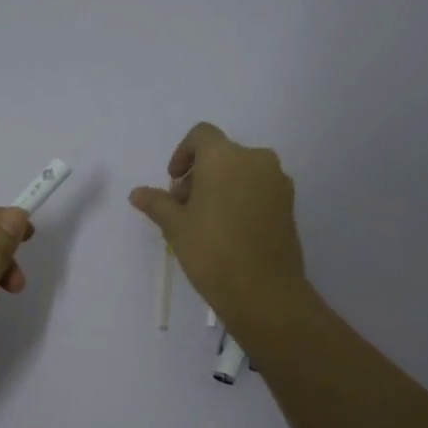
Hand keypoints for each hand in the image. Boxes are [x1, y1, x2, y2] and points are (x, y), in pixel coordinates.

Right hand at [129, 121, 306, 329]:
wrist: (264, 291)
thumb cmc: (212, 251)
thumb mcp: (176, 227)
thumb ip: (157, 203)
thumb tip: (137, 193)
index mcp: (225, 157)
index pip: (201, 135)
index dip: (183, 153)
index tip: (173, 182)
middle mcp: (256, 160)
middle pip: (222, 154)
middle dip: (199, 175)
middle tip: (183, 208)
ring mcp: (277, 182)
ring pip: (242, 172)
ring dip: (221, 187)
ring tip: (205, 222)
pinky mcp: (289, 205)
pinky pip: (259, 189)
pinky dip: (241, 199)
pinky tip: (229, 231)